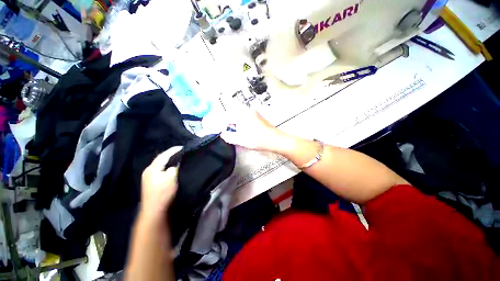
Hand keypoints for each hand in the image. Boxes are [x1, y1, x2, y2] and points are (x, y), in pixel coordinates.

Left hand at [141, 146, 181, 218]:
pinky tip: (170, 166)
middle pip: (160, 159)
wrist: (154, 210)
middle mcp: (148, 170)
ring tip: (176, 157)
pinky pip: (159, 169)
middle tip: (180, 151)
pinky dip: (165, 165)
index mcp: (153, 168)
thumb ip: (174, 168)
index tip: (182, 147)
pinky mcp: (150, 181)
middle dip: (169, 154)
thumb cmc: (163, 193)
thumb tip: (175, 164)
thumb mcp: (171, 178)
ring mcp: (148, 176)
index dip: (173, 150)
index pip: (164, 155)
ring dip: (167, 160)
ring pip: (159, 164)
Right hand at [220, 104, 285, 151]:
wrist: (274, 139)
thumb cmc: (257, 140)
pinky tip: (245, 130)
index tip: (221, 132)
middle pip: (232, 115)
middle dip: (229, 124)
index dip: (222, 125)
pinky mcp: (257, 115)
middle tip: (229, 133)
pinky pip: (245, 117)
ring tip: (238, 133)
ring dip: (235, 124)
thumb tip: (223, 134)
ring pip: (239, 116)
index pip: (226, 118)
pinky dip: (242, 123)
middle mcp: (246, 110)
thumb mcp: (240, 140)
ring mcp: (253, 112)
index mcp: (241, 115)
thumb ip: (228, 136)